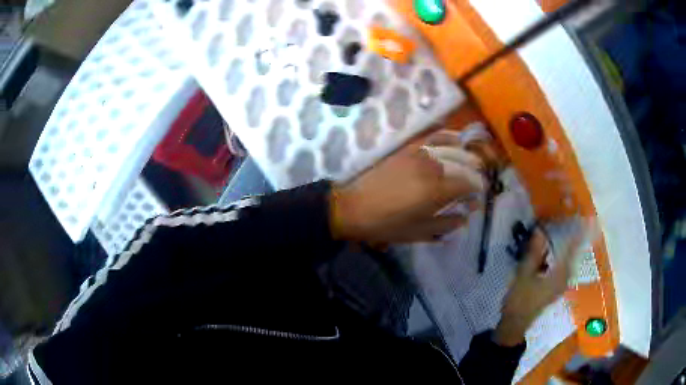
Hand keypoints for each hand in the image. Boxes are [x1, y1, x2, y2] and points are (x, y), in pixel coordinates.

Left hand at [330, 131, 486, 243]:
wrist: (355, 207)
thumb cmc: (387, 225)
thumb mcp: (419, 232)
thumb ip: (448, 223)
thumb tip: (468, 213)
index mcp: (436, 191)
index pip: (468, 184)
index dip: (477, 190)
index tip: (478, 197)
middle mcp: (432, 167)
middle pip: (463, 166)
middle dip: (475, 174)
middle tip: (476, 184)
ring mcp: (419, 154)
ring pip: (452, 151)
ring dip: (466, 158)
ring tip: (472, 165)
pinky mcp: (408, 149)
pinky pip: (433, 138)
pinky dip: (448, 136)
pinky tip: (457, 139)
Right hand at [494, 225, 584, 346]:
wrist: (516, 323)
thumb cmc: (520, 299)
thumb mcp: (524, 275)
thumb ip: (533, 253)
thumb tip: (540, 230)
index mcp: (560, 274)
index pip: (574, 249)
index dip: (581, 233)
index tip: (589, 219)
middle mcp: (566, 277)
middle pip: (574, 252)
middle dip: (577, 236)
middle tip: (576, 219)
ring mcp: (562, 283)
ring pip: (569, 258)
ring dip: (570, 245)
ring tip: (567, 229)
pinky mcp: (557, 285)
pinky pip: (564, 264)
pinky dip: (563, 254)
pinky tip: (553, 249)